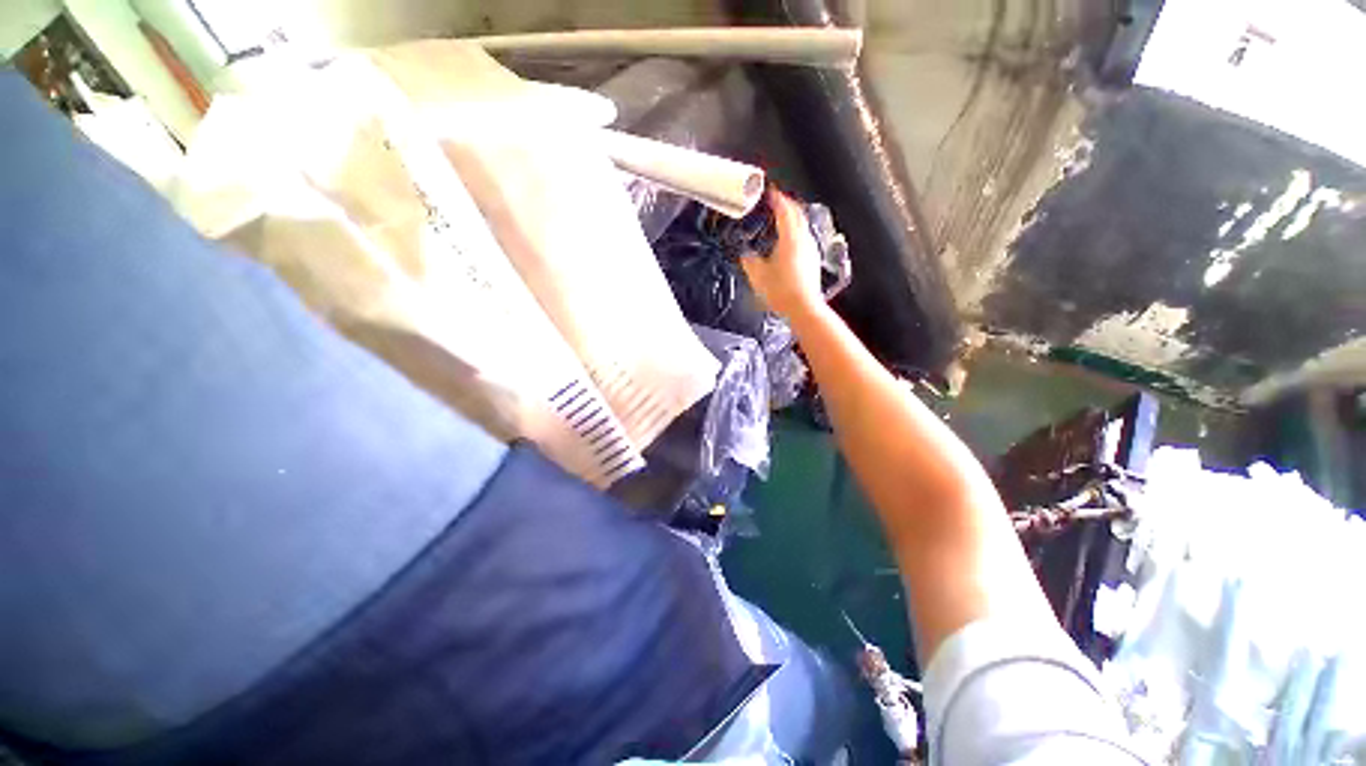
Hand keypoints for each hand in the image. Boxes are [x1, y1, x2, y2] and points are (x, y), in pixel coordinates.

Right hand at [741, 188, 825, 320]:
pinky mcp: (812, 260)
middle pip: (797, 213)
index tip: (770, 192)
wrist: (803, 308)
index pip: (785, 209)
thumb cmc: (782, 292)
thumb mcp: (757, 275)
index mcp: (790, 238)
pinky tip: (786, 242)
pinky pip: (803, 238)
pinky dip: (795, 232)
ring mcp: (811, 250)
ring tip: (779, 220)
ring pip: (802, 225)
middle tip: (775, 202)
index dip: (777, 198)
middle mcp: (804, 240)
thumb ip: (749, 261)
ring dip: (791, 218)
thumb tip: (746, 254)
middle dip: (786, 204)